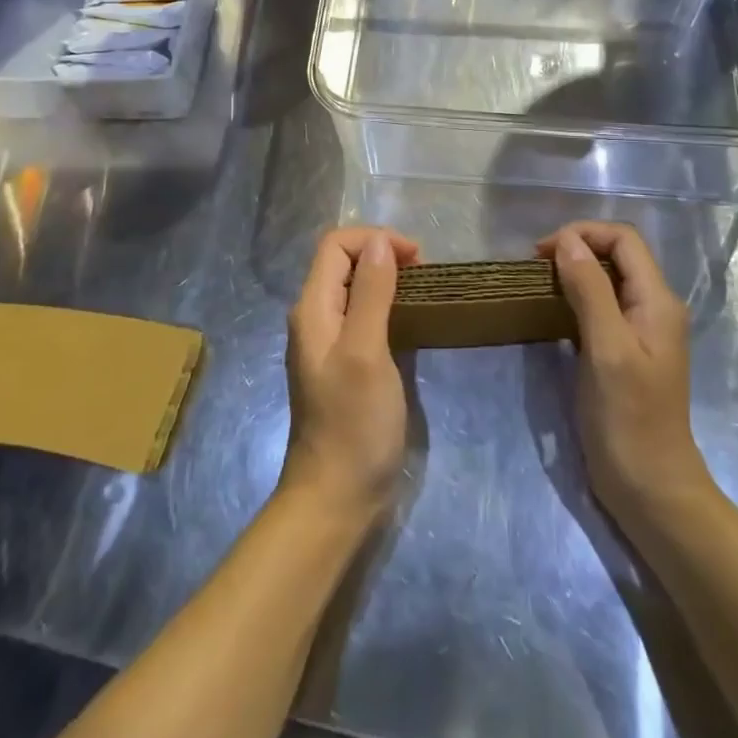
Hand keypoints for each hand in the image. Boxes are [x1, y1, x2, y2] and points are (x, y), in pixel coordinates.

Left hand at [281, 225, 418, 522]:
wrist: (336, 498)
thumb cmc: (353, 423)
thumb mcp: (366, 352)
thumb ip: (371, 293)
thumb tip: (380, 243)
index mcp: (313, 308)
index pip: (336, 244)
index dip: (375, 240)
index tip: (416, 258)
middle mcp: (315, 317)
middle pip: (343, 262)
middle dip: (382, 254)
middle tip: (424, 273)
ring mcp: (327, 342)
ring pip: (353, 288)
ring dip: (386, 278)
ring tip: (422, 291)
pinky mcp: (343, 363)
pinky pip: (361, 315)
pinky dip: (385, 305)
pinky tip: (409, 321)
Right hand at [540, 221, 710, 521]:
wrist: (650, 488)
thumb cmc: (629, 417)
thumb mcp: (607, 348)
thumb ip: (589, 290)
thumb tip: (567, 241)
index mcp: (658, 300)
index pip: (623, 239)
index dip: (583, 234)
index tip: (542, 253)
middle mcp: (653, 307)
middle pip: (616, 255)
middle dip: (576, 249)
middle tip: (535, 267)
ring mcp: (640, 330)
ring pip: (607, 279)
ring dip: (573, 272)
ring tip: (538, 285)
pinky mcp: (624, 350)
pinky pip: (601, 306)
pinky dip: (575, 298)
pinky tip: (552, 312)